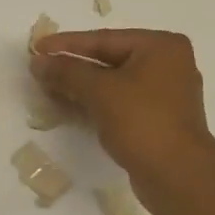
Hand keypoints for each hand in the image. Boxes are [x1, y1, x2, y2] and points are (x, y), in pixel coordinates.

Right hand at [29, 29, 214, 212]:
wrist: (178, 175)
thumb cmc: (142, 122)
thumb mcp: (100, 91)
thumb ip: (67, 72)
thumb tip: (39, 62)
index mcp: (161, 46)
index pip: (105, 39)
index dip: (67, 44)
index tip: (37, 48)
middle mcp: (168, 64)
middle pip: (110, 59)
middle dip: (74, 67)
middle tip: (40, 70)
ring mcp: (166, 95)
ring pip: (115, 84)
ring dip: (82, 87)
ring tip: (49, 89)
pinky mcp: (160, 121)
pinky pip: (122, 104)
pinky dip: (98, 104)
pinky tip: (72, 109)